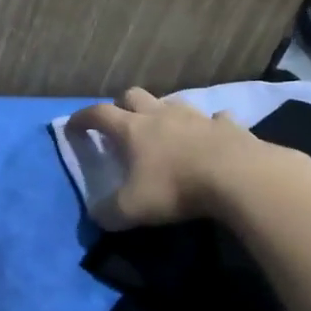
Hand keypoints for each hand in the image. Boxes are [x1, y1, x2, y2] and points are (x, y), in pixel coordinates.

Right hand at [65, 87, 259, 229]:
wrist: (238, 177)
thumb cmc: (176, 188)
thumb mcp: (132, 209)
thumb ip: (108, 212)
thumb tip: (96, 215)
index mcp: (132, 129)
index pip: (98, 114)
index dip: (82, 119)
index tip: (73, 127)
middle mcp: (161, 115)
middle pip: (134, 95)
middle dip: (122, 105)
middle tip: (120, 124)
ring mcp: (196, 117)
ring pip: (173, 102)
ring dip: (164, 112)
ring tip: (165, 130)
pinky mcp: (228, 126)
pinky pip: (216, 119)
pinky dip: (210, 126)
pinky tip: (212, 137)